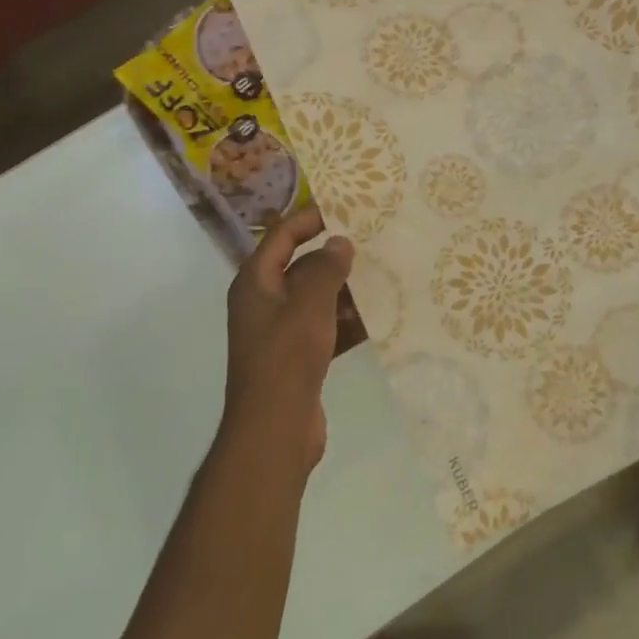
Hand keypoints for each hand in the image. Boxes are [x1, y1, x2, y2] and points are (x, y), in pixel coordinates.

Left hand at [224, 207, 353, 471]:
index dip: (308, 219)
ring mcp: (280, 333)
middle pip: (300, 268)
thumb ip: (326, 269)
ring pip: (316, 300)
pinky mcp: (298, 359)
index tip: (342, 209)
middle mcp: (264, 303)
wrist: (275, 428)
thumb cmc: (286, 356)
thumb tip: (340, 242)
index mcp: (256, 283)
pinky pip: (325, 329)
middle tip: (372, 243)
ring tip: (383, 277)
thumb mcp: (309, 304)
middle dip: (334, 258)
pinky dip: (347, 322)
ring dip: (345, 291)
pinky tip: (379, 318)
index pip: (281, 237)